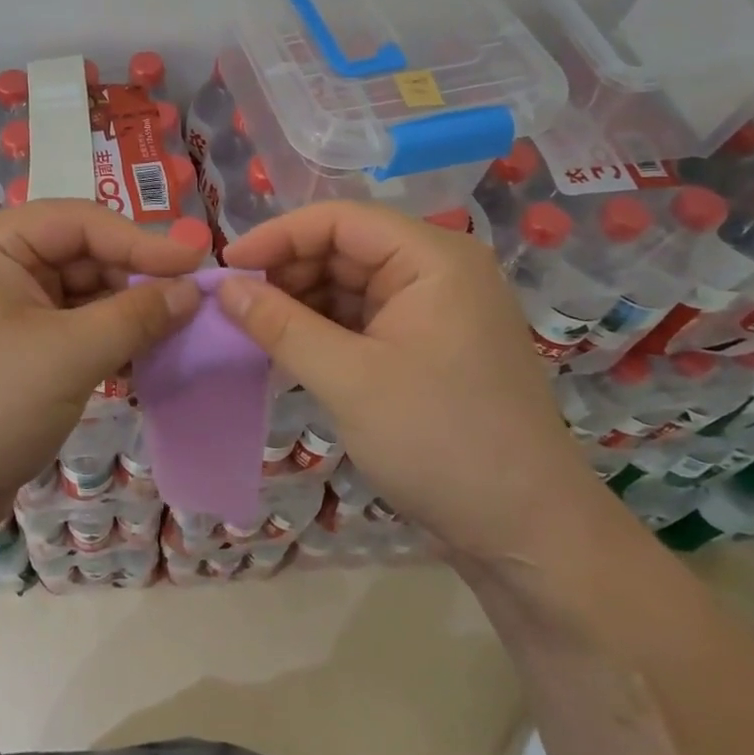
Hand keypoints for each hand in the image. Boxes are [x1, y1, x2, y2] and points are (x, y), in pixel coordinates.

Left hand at [0, 199, 202, 550]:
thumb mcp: (68, 355)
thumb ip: (136, 315)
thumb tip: (193, 290)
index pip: (83, 222)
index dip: (145, 240)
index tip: (200, 262)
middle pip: (84, 255)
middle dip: (137, 280)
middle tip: (194, 305)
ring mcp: (5, 307)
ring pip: (83, 294)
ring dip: (127, 313)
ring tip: (179, 331)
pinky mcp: (15, 348)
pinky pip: (72, 328)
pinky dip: (107, 340)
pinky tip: (144, 357)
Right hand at [216, 201, 601, 564]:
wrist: (529, 534)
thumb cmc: (441, 442)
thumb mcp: (349, 380)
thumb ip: (280, 326)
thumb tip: (224, 287)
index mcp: (433, 258)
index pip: (340, 219)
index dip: (278, 236)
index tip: (228, 267)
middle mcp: (438, 270)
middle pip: (345, 247)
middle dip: (288, 272)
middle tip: (236, 306)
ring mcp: (436, 307)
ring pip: (350, 283)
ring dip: (302, 303)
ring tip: (255, 330)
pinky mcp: (430, 343)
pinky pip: (364, 317)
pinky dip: (325, 329)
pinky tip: (290, 350)